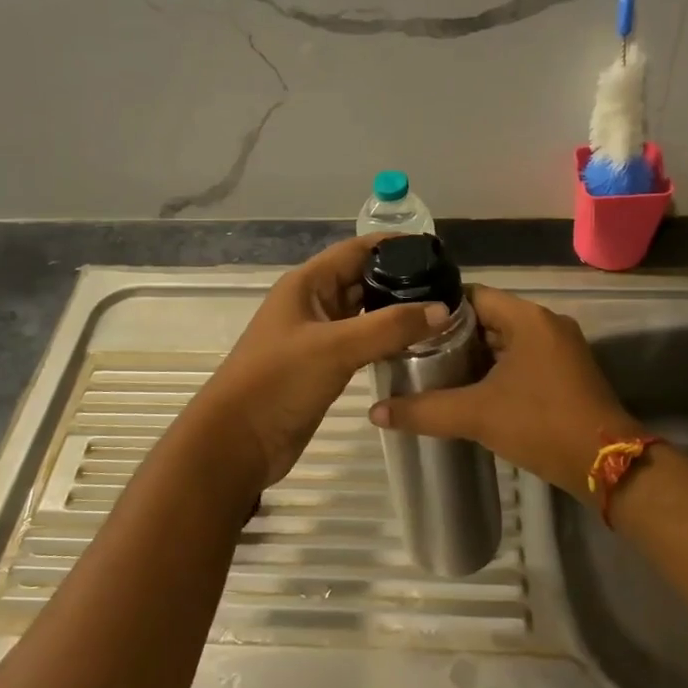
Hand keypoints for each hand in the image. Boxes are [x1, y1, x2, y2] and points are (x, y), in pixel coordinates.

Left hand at [187, 235, 448, 492]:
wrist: (238, 441)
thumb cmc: (279, 382)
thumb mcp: (336, 348)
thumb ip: (389, 326)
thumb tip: (443, 309)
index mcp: (307, 284)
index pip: (357, 250)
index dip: (395, 245)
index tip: (438, 251)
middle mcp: (313, 302)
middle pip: (363, 279)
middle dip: (402, 279)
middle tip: (449, 287)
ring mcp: (318, 335)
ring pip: (364, 312)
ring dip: (396, 311)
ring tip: (441, 314)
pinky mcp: (324, 365)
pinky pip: (362, 341)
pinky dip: (386, 339)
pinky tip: (416, 346)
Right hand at [367, 285, 641, 495]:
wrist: (608, 465)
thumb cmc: (542, 424)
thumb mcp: (477, 415)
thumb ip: (424, 410)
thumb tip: (375, 412)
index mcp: (527, 318)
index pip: (471, 295)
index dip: (437, 308)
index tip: (406, 324)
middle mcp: (545, 324)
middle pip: (487, 318)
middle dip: (451, 335)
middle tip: (411, 351)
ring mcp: (559, 348)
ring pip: (504, 341)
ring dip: (472, 355)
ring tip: (430, 370)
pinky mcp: (565, 373)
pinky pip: (521, 359)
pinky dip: (494, 369)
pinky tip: (467, 389)